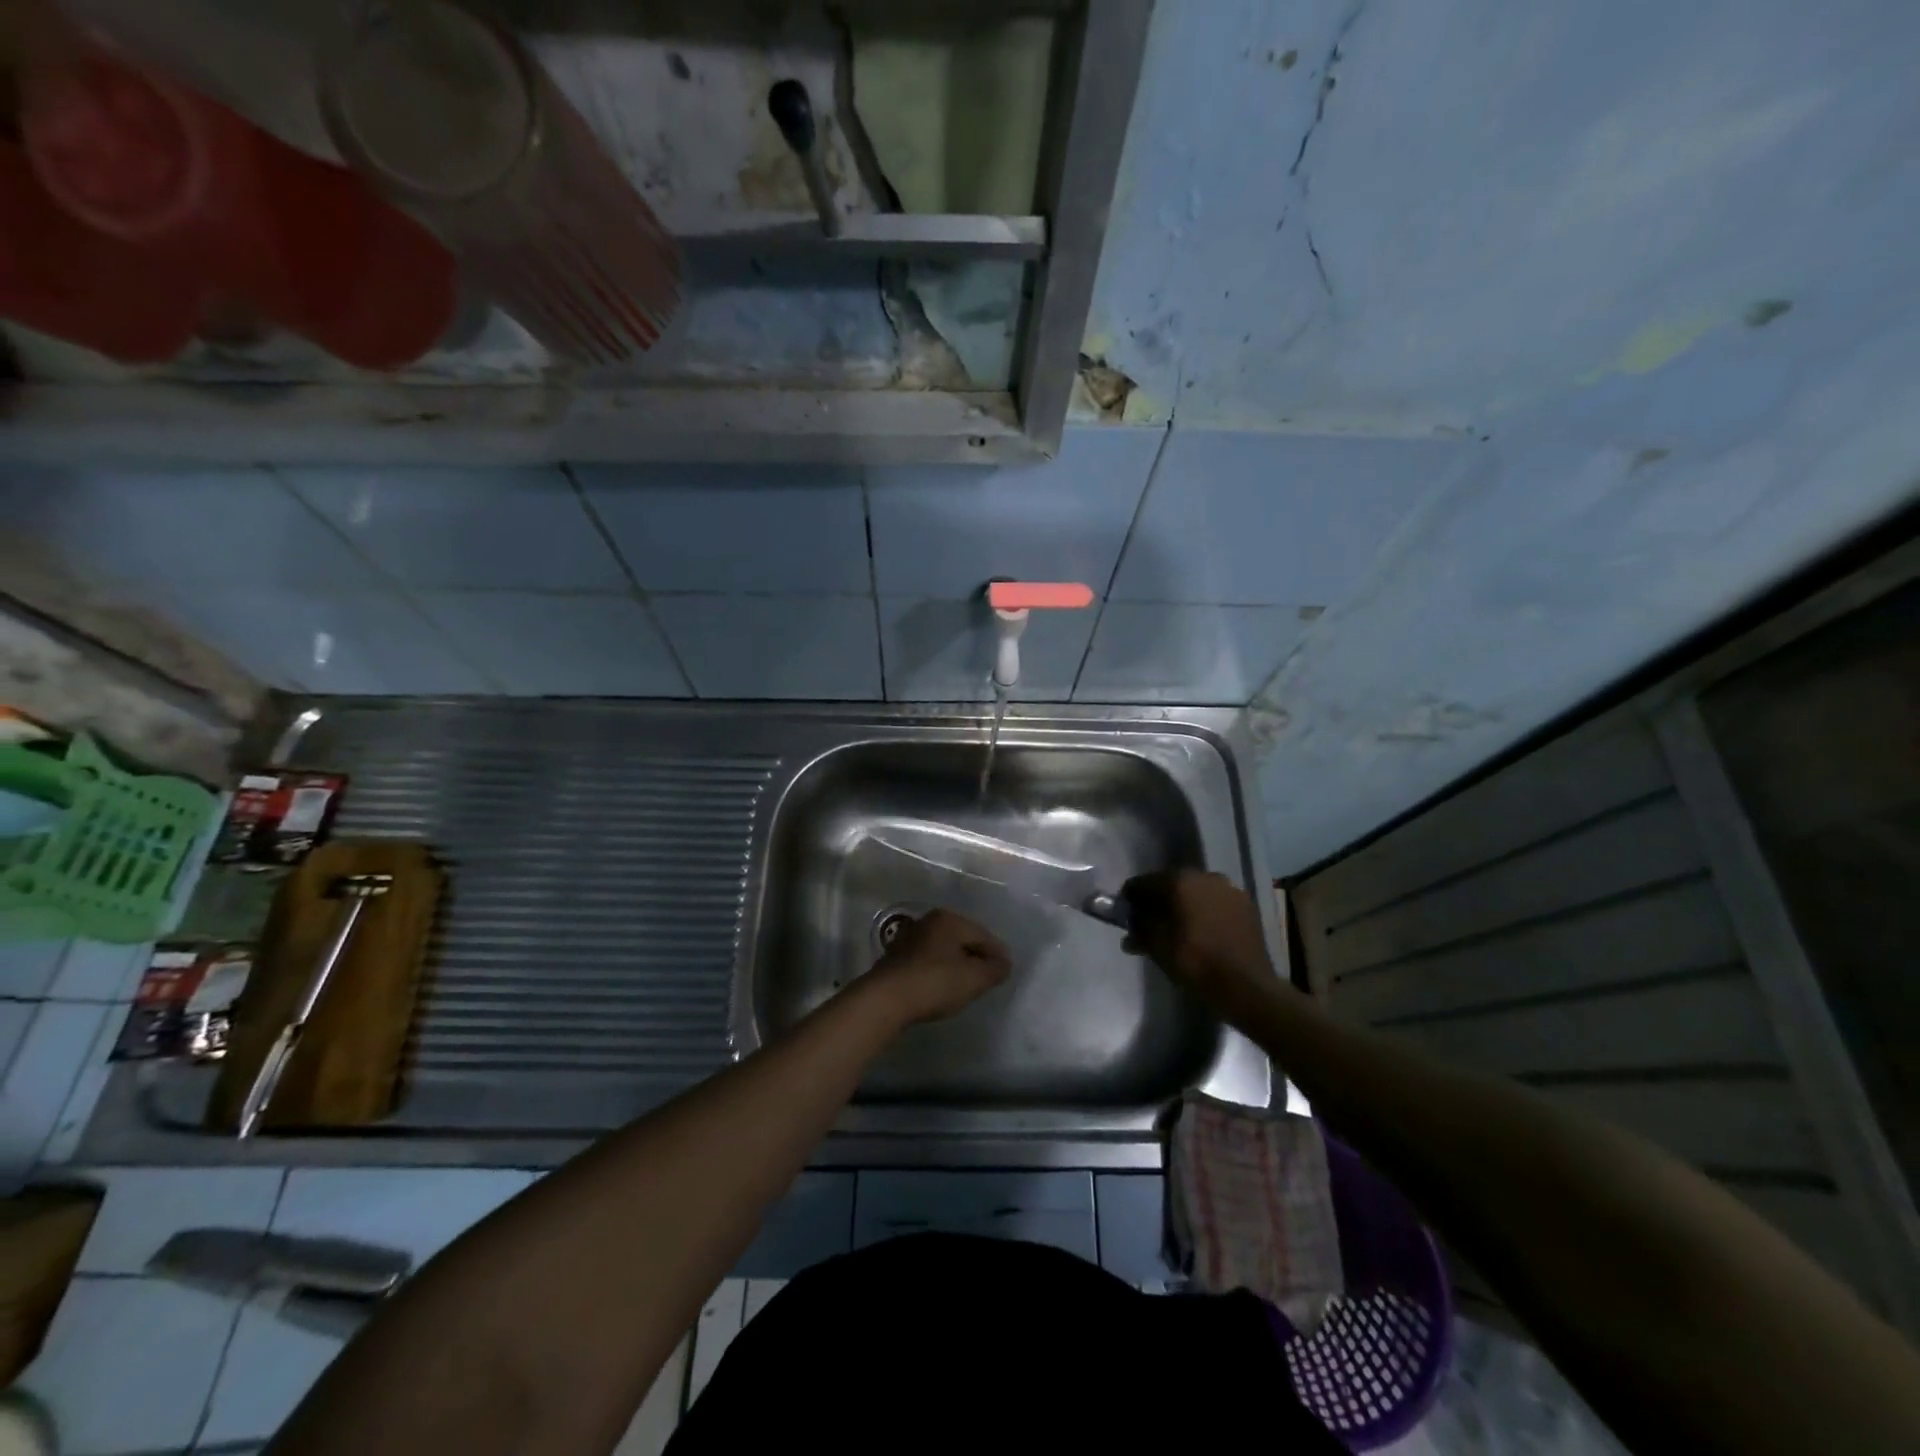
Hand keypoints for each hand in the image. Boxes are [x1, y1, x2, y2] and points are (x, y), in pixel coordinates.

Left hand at [861, 908, 1011, 1023]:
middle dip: (977, 958)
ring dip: (957, 964)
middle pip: (964, 939)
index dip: (998, 955)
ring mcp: (910, 936)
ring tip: (965, 986)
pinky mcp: (897, 956)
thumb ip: (995, 969)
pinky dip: (939, 970)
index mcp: (950, 919)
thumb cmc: (935, 983)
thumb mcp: (974, 979)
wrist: (885, 998)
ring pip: (944, 949)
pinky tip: (940, 987)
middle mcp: (930, 921)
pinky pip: (928, 960)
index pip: (984, 936)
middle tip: (986, 980)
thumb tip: (1004, 963)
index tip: (1004, 974)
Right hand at [1122, 870, 1278, 1017]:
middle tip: (1149, 924)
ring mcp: (1229, 889)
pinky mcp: (1246, 905)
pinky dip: (1204, 912)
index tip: (1125, 915)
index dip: (1130, 899)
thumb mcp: (1157, 946)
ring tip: (1177, 930)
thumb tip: (1130, 921)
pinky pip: (1215, 903)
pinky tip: (1201, 932)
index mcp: (1179, 881)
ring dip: (1182, 906)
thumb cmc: (1196, 962)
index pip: (1143, 882)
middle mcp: (1205, 876)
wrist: (1247, 986)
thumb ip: (1138, 927)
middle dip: (1157, 902)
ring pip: (1195, 893)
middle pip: (1170, 884)